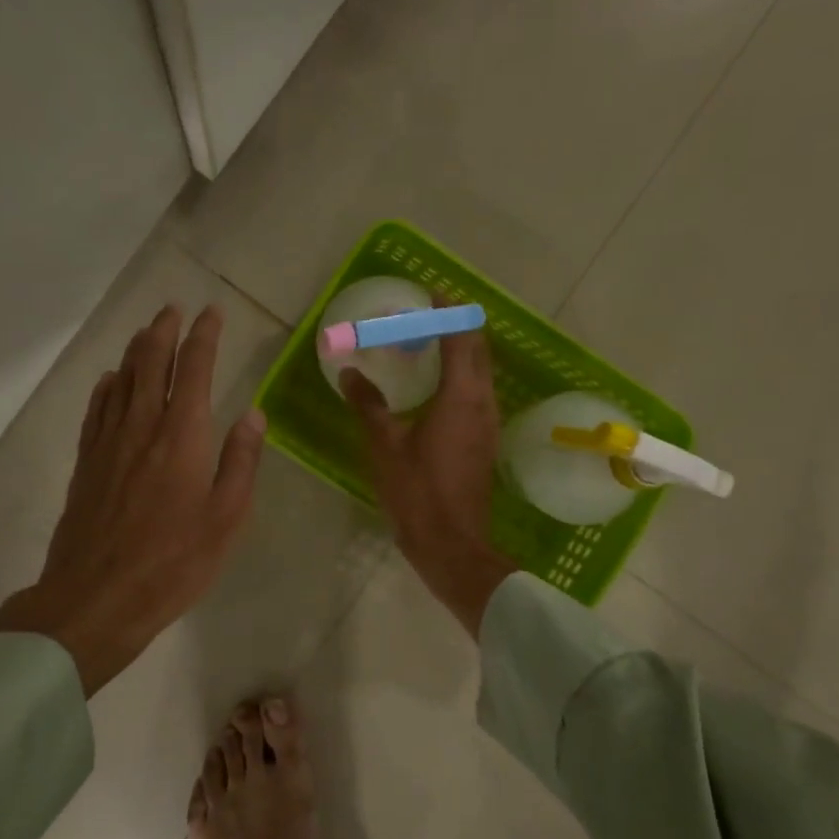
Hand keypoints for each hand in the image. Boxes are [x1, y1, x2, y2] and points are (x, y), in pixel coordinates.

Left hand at [0, 304, 265, 694]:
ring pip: (121, 380)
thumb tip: (253, 414)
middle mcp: (142, 427)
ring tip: (146, 332)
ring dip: (135, 350)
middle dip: (164, 331)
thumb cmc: (172, 563)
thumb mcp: (225, 519)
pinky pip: (96, 410)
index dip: (203, 337)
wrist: (95, 598)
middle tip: (174, 309)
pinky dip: (106, 387)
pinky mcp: (86, 463)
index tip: (211, 313)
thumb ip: (240, 462)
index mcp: (182, 436)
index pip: (193, 370)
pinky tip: (110, 380)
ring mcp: (108, 443)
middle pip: (150, 363)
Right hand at [341, 319, 515, 637]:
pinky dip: (461, 376)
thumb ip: (368, 404)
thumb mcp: (384, 446)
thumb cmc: (417, 492)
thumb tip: (350, 372)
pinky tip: (436, 386)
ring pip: (481, 373)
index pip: (461, 338)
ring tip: (429, 344)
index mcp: (461, 397)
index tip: (432, 293)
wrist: (452, 545)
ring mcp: (489, 423)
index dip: (449, 312)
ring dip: (461, 352)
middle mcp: (483, 403)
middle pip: (478, 350)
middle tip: (427, 315)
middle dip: (457, 326)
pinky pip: (477, 393)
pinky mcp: (485, 441)